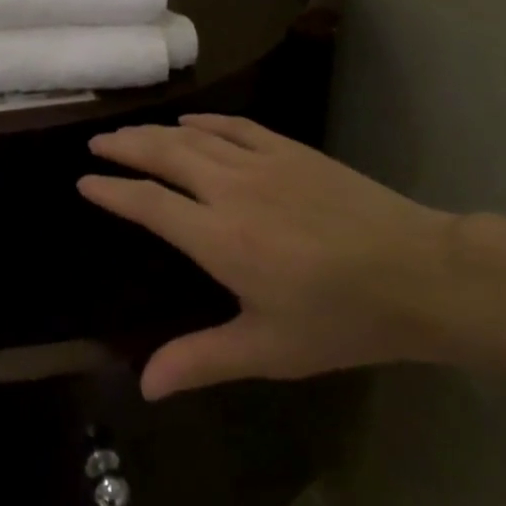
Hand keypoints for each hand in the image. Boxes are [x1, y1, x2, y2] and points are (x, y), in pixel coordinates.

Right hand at [79, 115, 458, 398]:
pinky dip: (206, 121)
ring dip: (158, 132)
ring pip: (195, 136)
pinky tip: (193, 122)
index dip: (112, 190)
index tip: (85, 181)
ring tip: (133, 133)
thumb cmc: (341, 318)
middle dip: (125, 147)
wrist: (420, 274)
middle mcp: (231, 190)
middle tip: (97, 142)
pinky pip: (237, 126)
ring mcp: (263, 164)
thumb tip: (145, 384)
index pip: (148, 204)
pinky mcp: (292, 151)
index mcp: (218, 237)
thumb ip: (202, 360)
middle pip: (164, 156)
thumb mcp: (268, 349)